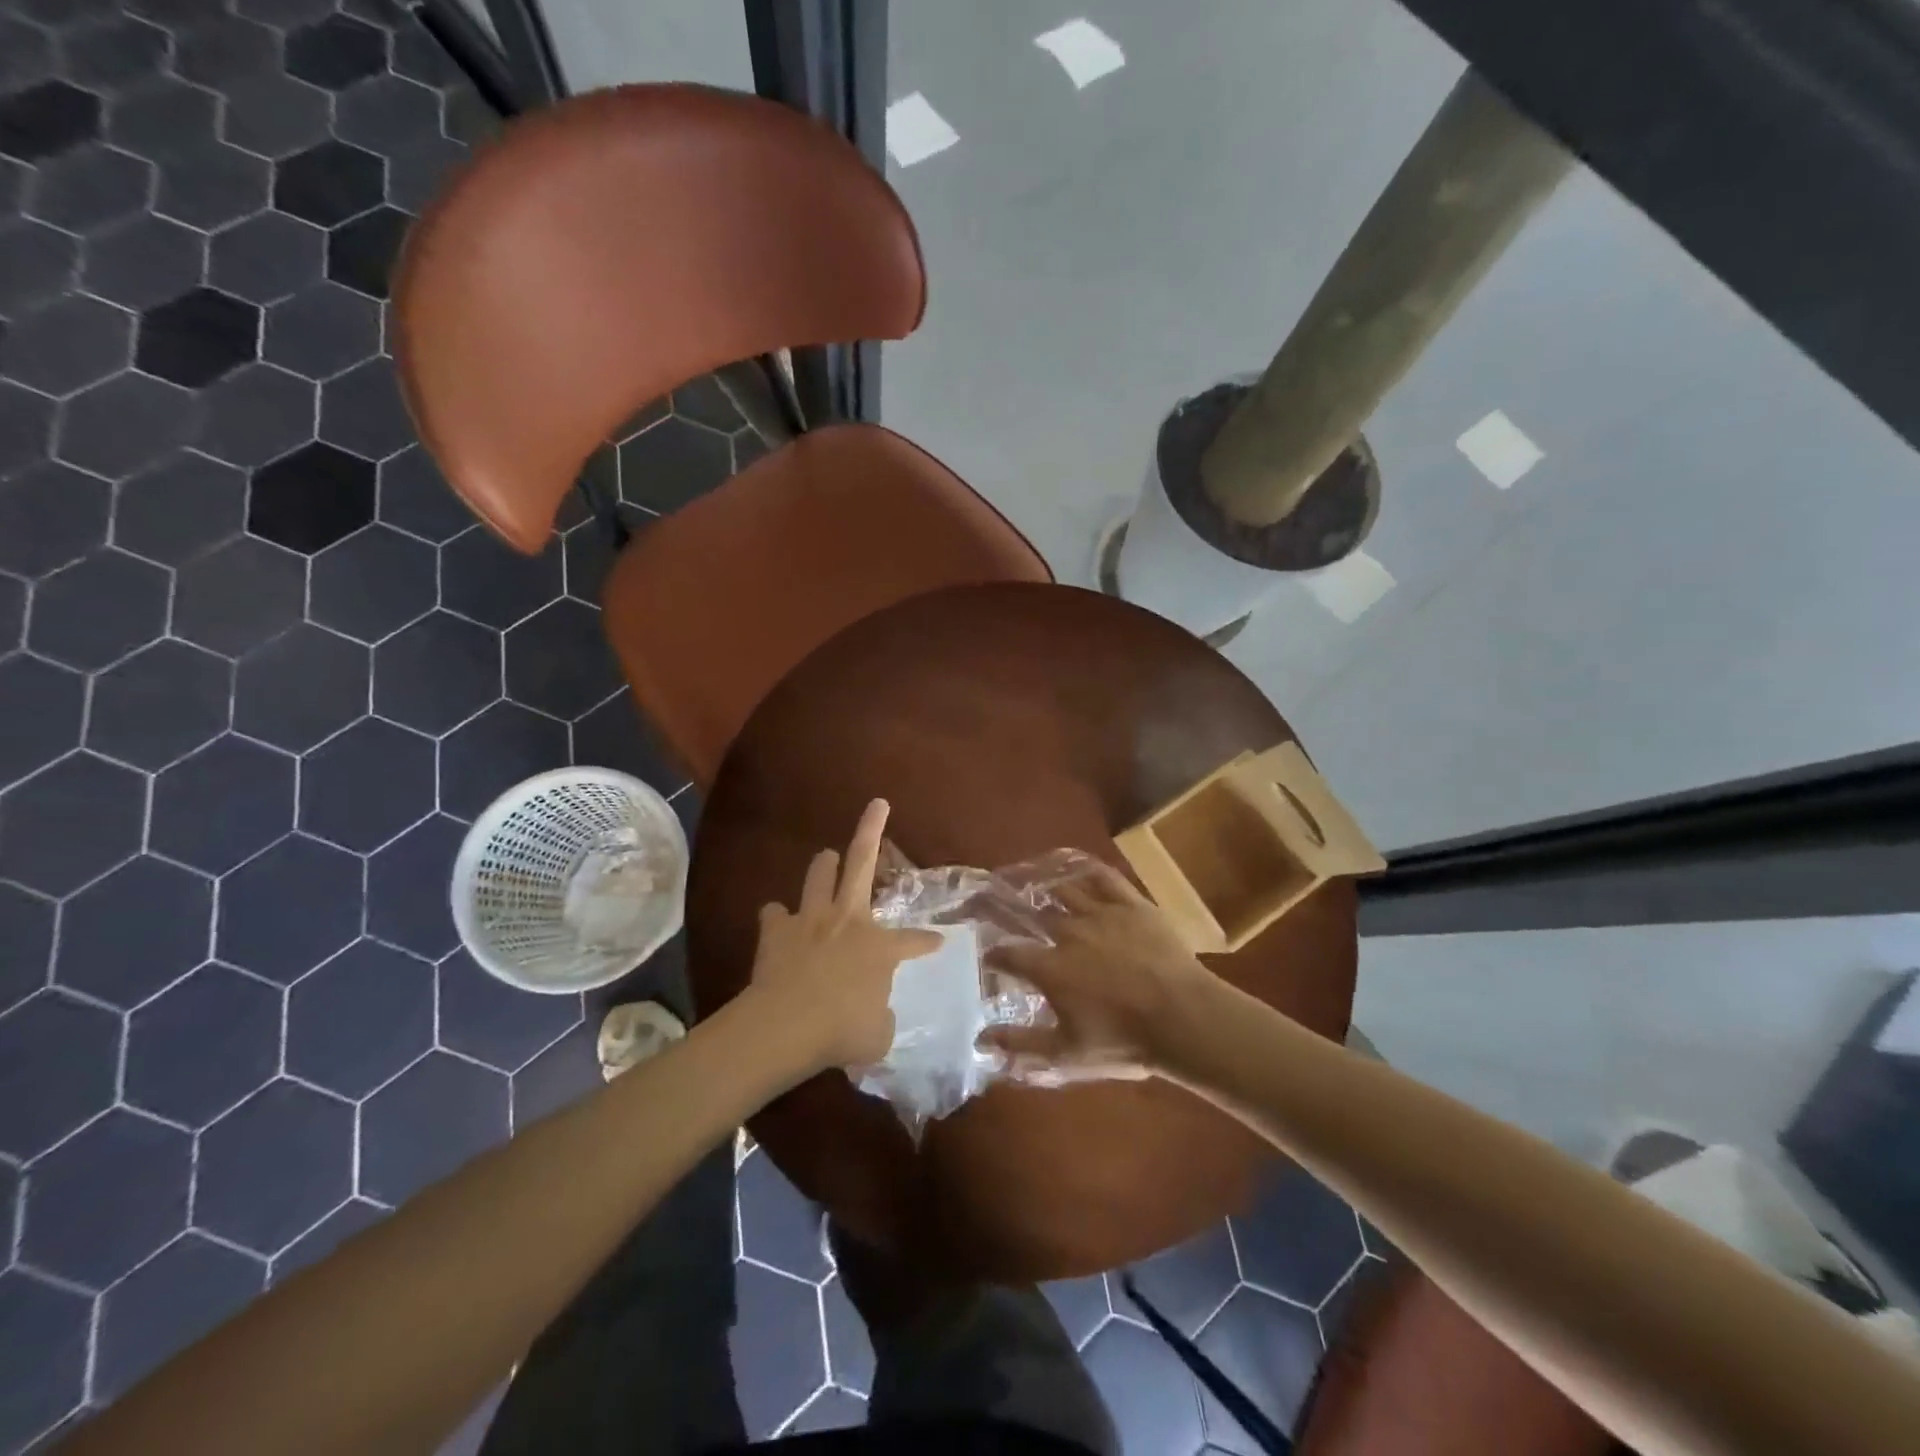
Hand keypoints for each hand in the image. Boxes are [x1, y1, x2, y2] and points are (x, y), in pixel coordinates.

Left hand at [746, 798, 942, 1071]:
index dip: (927, 941)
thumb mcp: (877, 1035)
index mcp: (879, 946)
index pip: (913, 940)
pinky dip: (778, 917)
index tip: (938, 941)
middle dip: (871, 828)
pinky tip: (779, 921)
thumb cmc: (841, 1031)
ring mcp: (810, 920)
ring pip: (819, 875)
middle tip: (877, 804)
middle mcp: (848, 920)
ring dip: (824, 865)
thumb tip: (878, 1015)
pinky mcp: (775, 931)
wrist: (785, 1026)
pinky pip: (775, 913)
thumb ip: (881, 1019)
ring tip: (827, 858)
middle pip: (861, 862)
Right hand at [983, 861, 1217, 1076]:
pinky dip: (1087, 871)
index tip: (992, 958)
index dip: (996, 955)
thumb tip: (980, 1039)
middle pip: (1034, 916)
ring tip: (1040, 890)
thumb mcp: (1066, 1054)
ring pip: (1065, 892)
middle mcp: (1067, 933)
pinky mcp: (1131, 904)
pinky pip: (1104, 877)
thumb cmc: (1122, 1041)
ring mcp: (1100, 913)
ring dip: (1048, 891)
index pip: (1008, 954)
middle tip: (1009, 913)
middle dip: (1017, 915)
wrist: (1182, 1018)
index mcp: (1049, 967)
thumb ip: (1020, 1044)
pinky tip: (1079, 869)